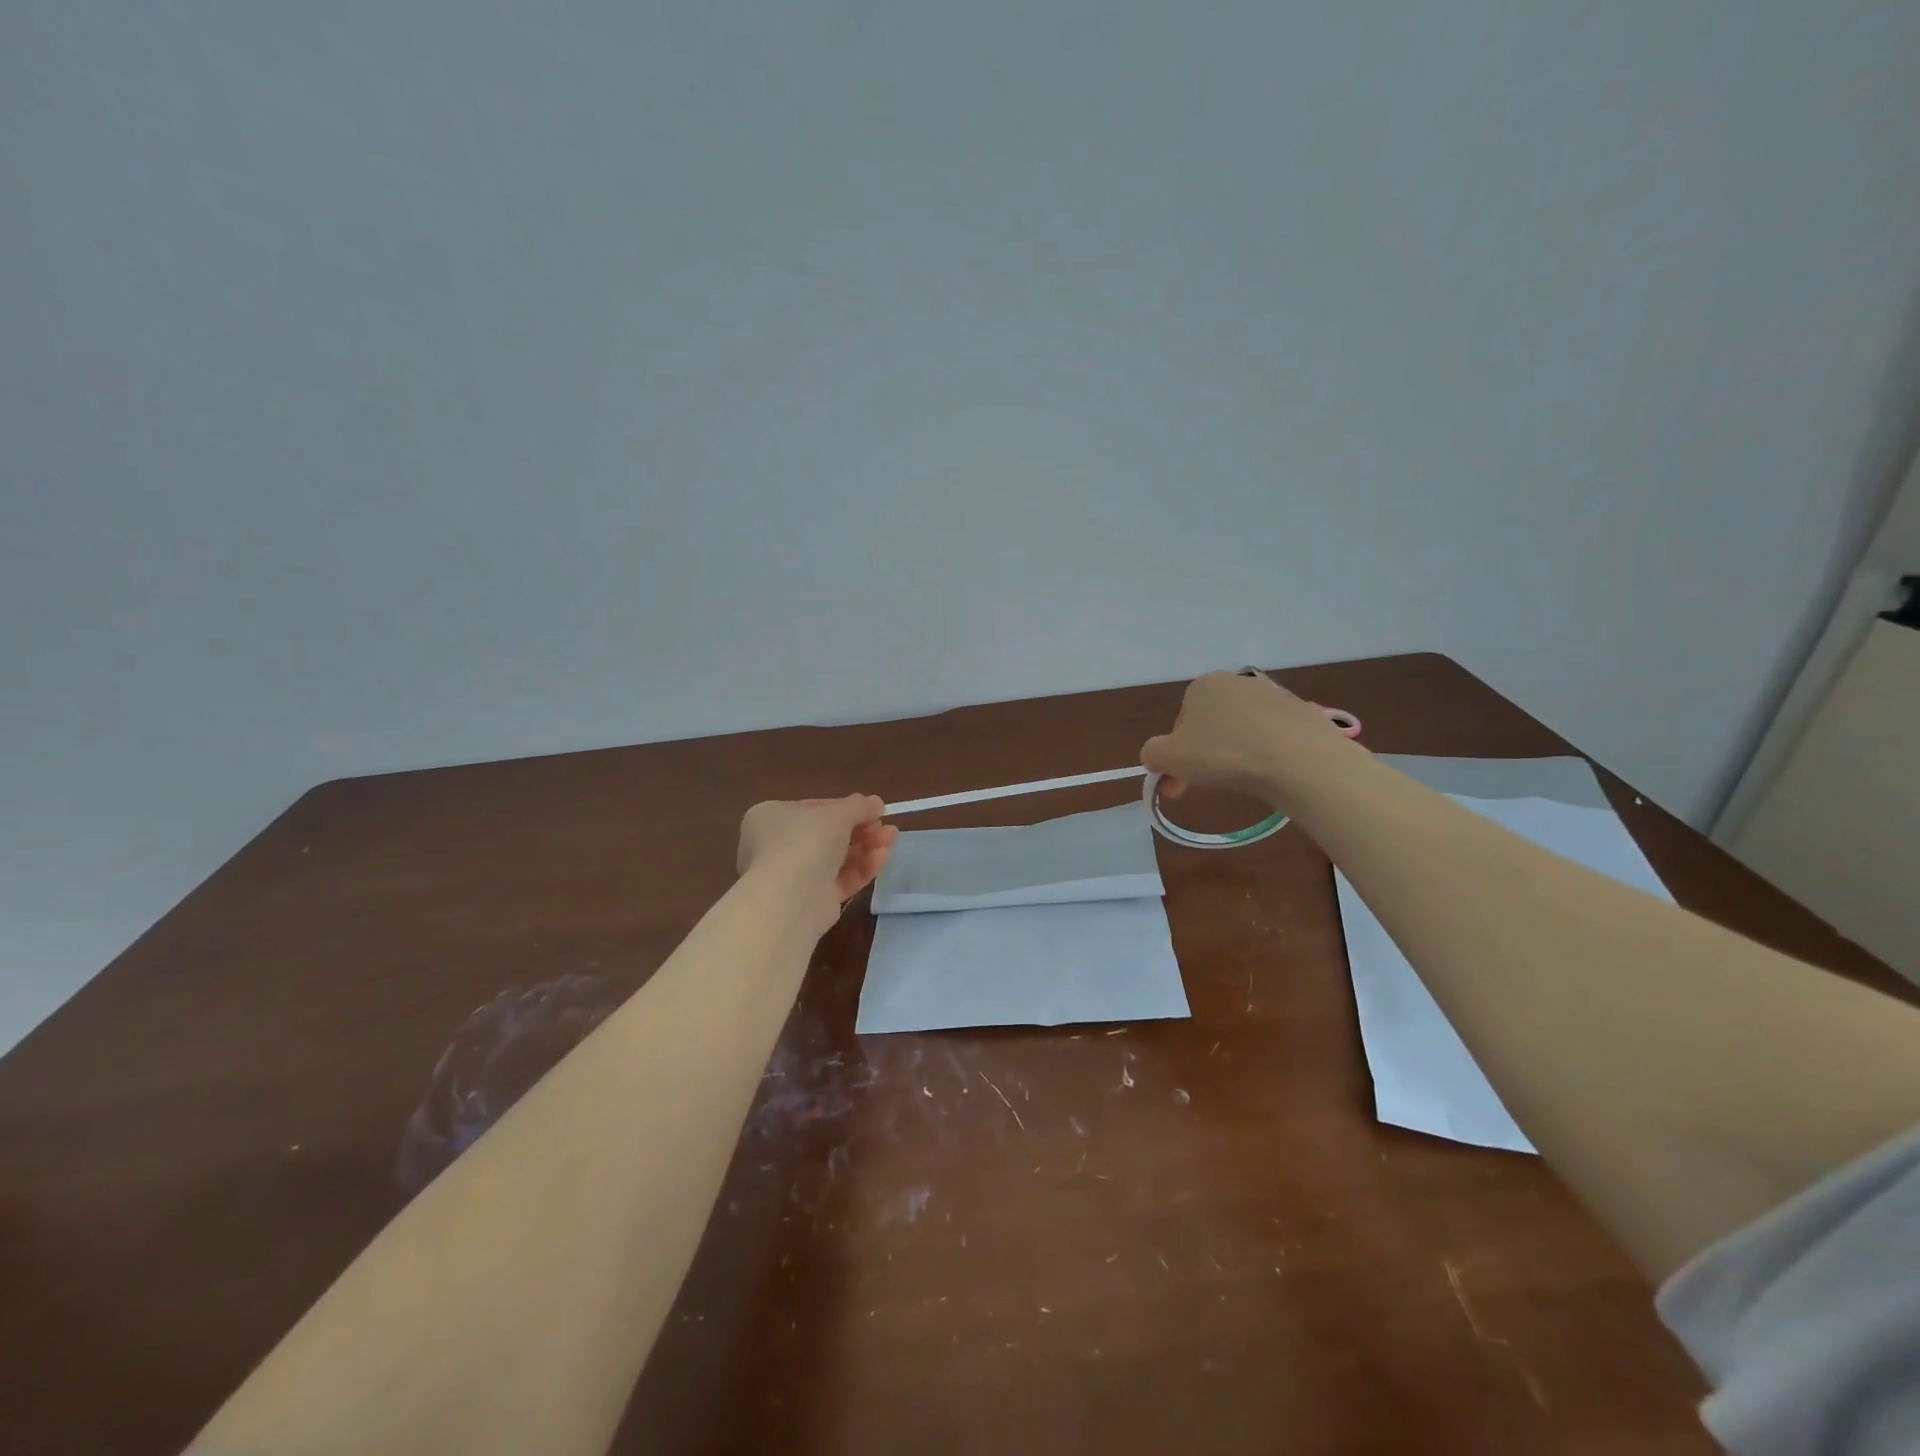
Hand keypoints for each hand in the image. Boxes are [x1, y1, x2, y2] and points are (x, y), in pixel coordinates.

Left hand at [737, 796, 898, 926]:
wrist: (789, 899)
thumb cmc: (805, 842)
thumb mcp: (837, 814)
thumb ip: (859, 806)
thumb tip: (876, 802)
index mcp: (771, 817)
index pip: (814, 808)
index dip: (846, 808)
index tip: (873, 809)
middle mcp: (777, 846)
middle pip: (828, 834)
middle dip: (862, 829)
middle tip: (886, 826)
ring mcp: (794, 875)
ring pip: (837, 858)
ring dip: (866, 847)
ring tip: (892, 839)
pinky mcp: (811, 901)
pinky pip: (840, 879)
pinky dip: (861, 868)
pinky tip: (882, 857)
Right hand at [1141, 670, 1342, 803]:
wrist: (1298, 758)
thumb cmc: (1223, 753)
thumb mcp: (1168, 757)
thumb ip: (1152, 754)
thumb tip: (1157, 757)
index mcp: (1203, 685)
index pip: (1181, 722)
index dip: (1177, 755)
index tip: (1181, 782)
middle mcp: (1238, 681)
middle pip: (1212, 724)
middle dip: (1206, 754)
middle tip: (1209, 785)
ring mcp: (1275, 695)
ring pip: (1243, 730)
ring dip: (1237, 752)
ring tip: (1244, 779)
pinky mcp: (1303, 713)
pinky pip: (1274, 736)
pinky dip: (1267, 753)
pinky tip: (1271, 772)